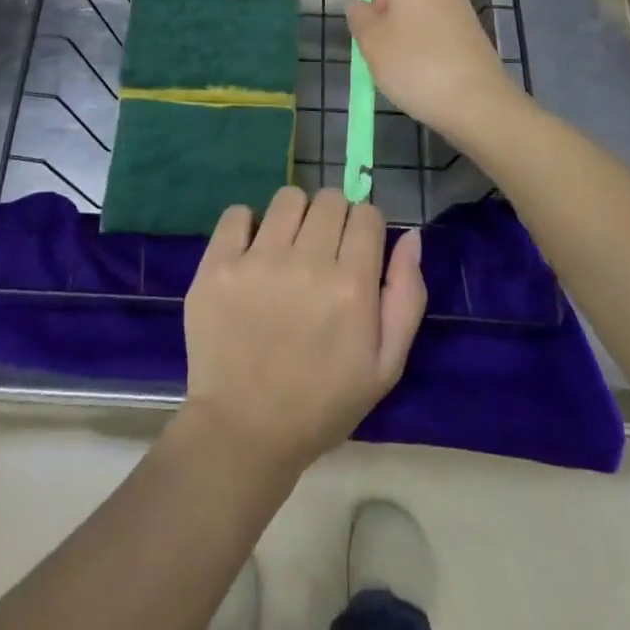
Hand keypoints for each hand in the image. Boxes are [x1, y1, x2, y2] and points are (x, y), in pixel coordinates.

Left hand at [180, 187, 425, 474]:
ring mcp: (258, 260)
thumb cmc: (322, 403)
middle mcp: (307, 262)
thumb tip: (411, 236)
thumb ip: (406, 295)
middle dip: (333, 218)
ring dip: (294, 216)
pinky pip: (237, 213)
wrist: (243, 432)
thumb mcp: (386, 366)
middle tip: (322, 253)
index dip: (365, 228)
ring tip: (286, 249)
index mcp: (352, 286)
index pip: (367, 213)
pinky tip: (251, 253)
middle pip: (330, 199)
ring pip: (288, 197)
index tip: (355, 250)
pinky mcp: (218, 264)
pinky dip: (246, 225)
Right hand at [347, 0, 519, 139]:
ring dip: (413, 41)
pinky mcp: (479, 39)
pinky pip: (445, 40)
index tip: (373, 30)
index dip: (378, 1)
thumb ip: (359, 18)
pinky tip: (430, 81)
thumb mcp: (371, 43)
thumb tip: (359, 5)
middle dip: (394, 24)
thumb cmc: (414, 65)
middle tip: (383, 55)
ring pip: (427, 22)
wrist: (476, 101)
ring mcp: (465, 13)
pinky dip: (434, 55)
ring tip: (406, 74)